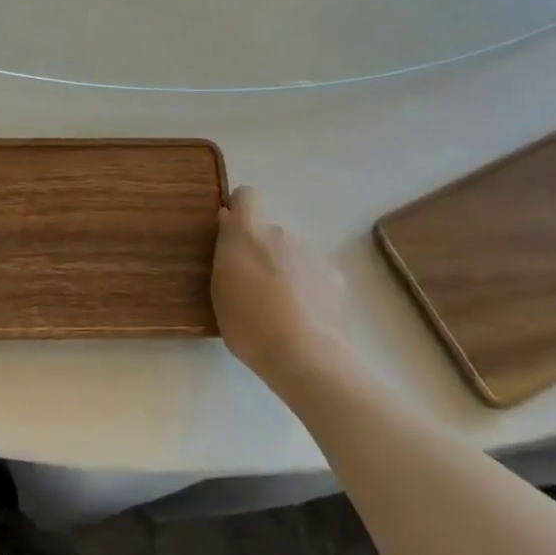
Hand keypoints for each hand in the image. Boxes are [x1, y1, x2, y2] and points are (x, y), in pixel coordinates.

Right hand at [211, 186, 348, 386]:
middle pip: (268, 232)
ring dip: (286, 270)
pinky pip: (314, 273)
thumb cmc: (249, 325)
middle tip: (255, 287)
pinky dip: (309, 288)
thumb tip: (229, 221)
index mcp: (247, 233)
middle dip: (262, 251)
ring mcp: (311, 253)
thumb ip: (225, 250)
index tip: (233, 232)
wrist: (307, 358)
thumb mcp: (220, 289)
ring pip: (292, 254)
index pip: (246, 196)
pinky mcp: (335, 276)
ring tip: (283, 309)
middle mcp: (280, 233)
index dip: (240, 209)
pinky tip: (306, 318)